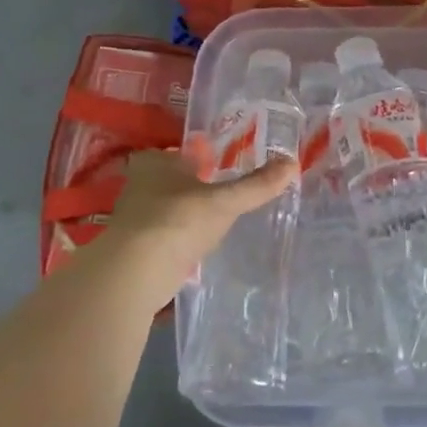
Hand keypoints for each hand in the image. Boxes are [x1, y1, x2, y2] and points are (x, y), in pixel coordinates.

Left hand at [97, 150, 296, 314]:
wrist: (135, 274)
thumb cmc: (179, 220)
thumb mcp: (225, 201)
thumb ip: (257, 185)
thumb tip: (293, 163)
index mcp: (156, 163)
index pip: (177, 152)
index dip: (197, 157)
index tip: (217, 165)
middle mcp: (139, 186)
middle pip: (171, 181)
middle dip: (192, 187)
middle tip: (221, 192)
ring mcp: (133, 220)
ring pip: (166, 210)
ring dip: (185, 216)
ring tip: (215, 221)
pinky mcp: (135, 251)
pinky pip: (164, 239)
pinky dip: (179, 242)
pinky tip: (198, 249)